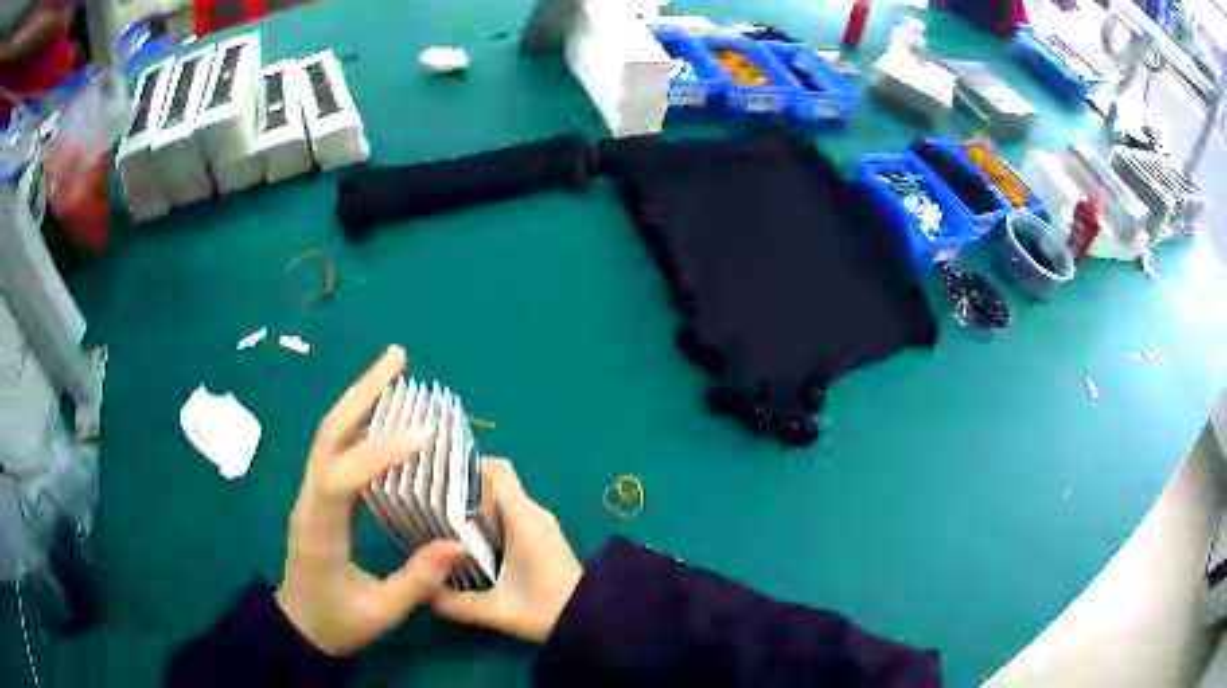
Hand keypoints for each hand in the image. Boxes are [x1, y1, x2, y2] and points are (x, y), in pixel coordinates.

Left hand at [275, 346, 467, 655]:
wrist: (299, 627)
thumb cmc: (337, 622)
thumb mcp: (380, 613)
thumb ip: (417, 580)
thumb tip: (458, 542)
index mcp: (320, 530)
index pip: (342, 477)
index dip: (379, 453)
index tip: (424, 435)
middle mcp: (310, 500)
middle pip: (329, 433)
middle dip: (362, 392)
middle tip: (397, 357)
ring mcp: (312, 494)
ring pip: (331, 434)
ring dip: (360, 398)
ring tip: (394, 370)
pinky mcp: (321, 496)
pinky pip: (339, 450)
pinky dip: (361, 423)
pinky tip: (385, 415)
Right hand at [432, 459, 583, 643]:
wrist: (592, 622)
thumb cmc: (546, 610)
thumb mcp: (495, 610)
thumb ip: (454, 602)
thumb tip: (422, 591)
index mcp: (524, 517)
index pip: (497, 470)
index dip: (466, 467)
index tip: (436, 479)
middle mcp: (534, 513)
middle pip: (494, 484)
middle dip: (461, 489)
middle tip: (427, 504)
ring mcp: (541, 524)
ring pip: (501, 501)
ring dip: (473, 508)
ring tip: (440, 523)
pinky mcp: (543, 538)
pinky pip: (511, 516)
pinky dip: (487, 521)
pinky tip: (467, 544)